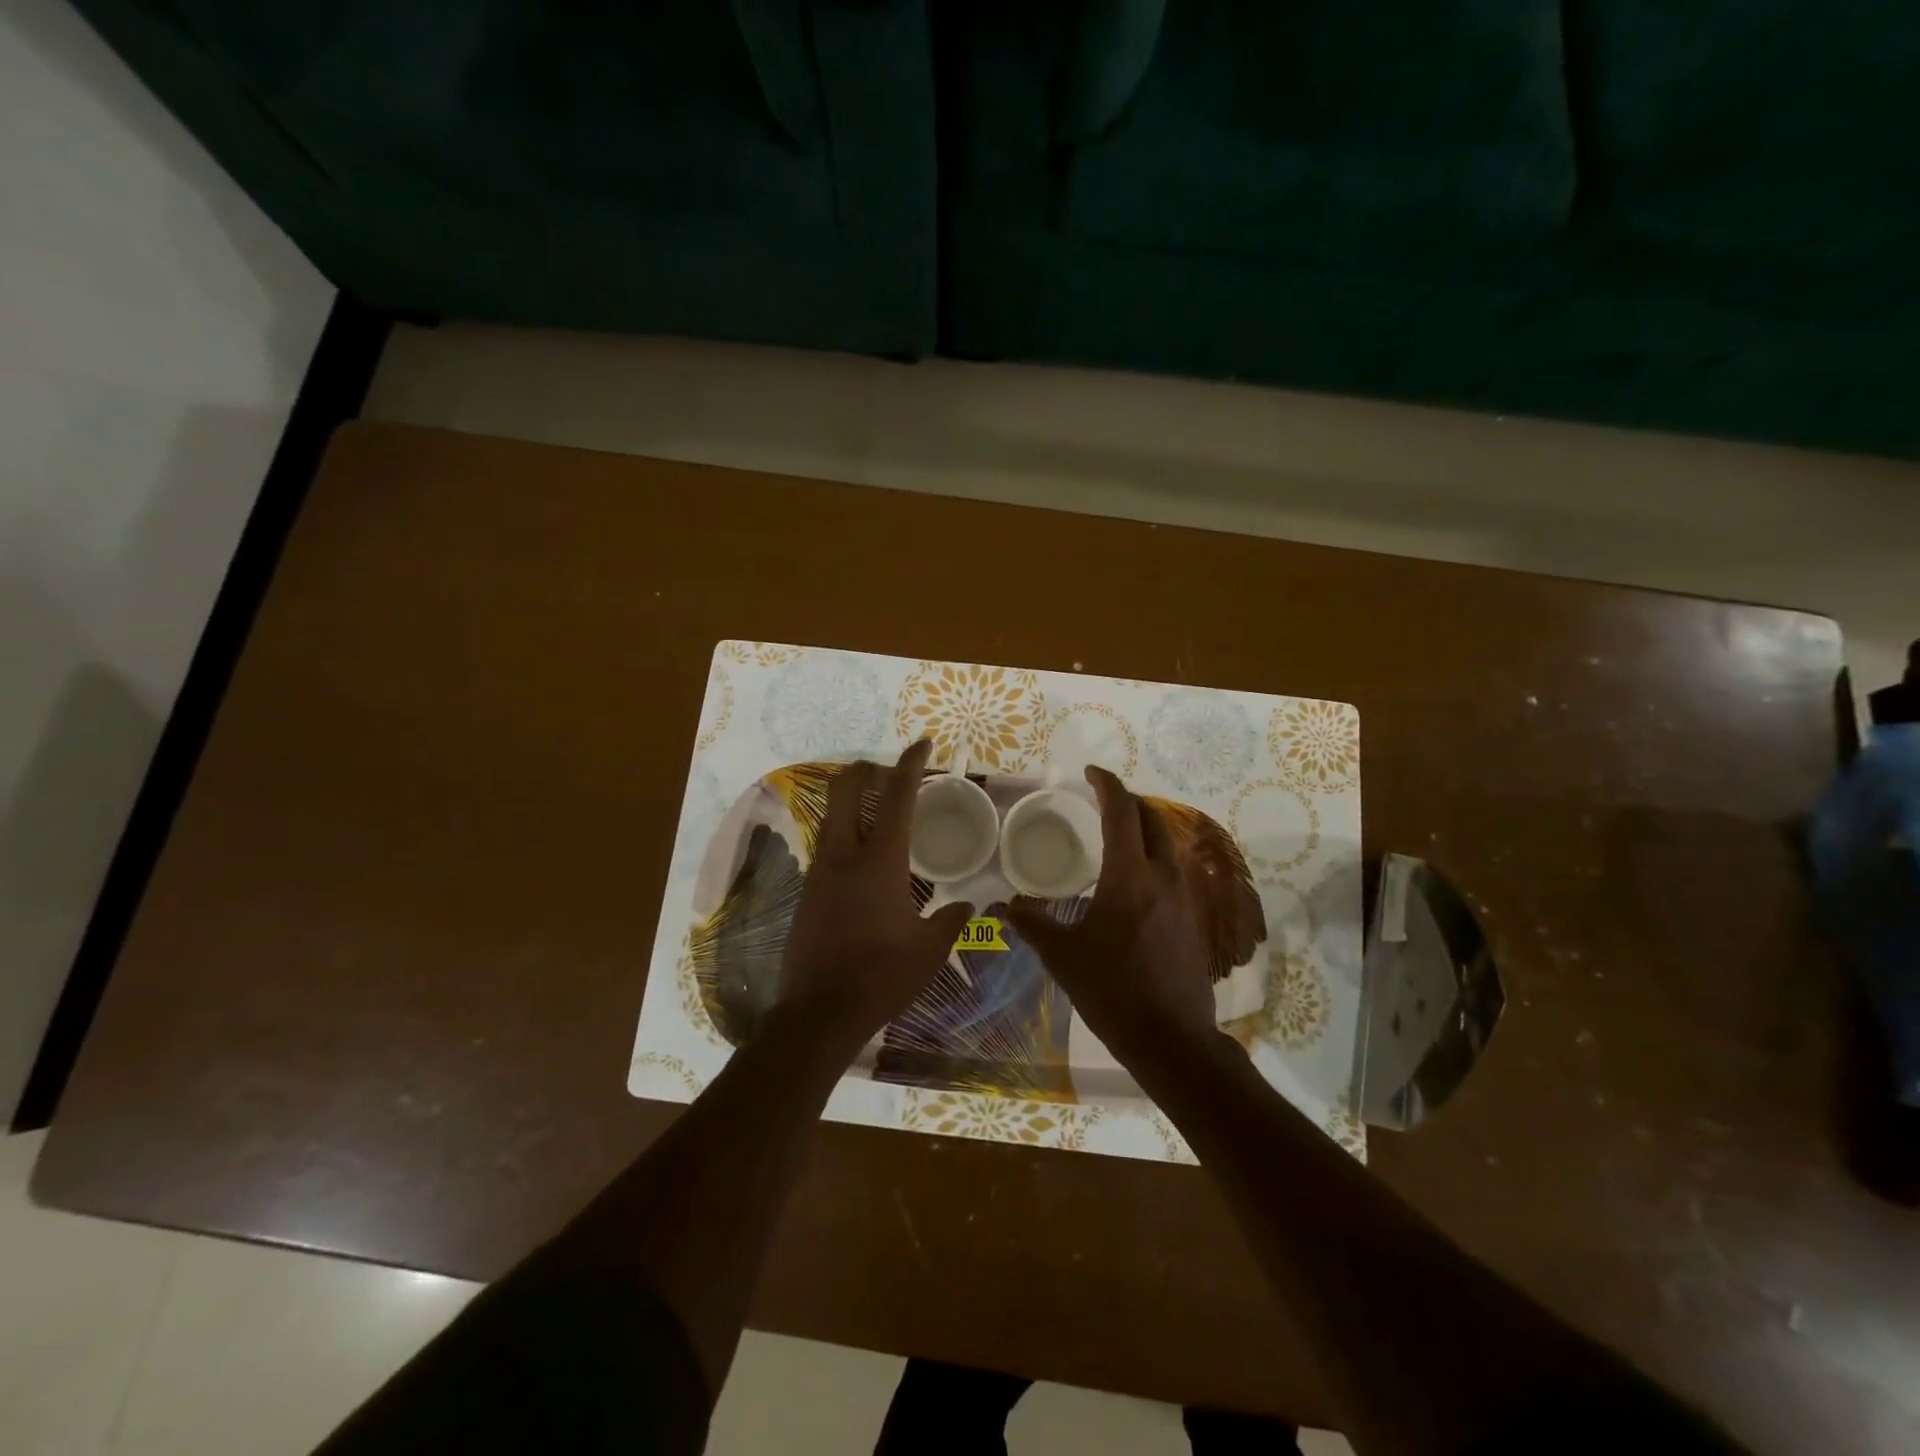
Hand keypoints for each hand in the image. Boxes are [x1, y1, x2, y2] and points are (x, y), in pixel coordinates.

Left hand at [775, 739, 974, 1061]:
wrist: (817, 1013)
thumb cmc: (880, 976)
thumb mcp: (929, 951)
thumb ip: (950, 920)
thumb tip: (968, 905)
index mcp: (880, 861)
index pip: (897, 797)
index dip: (910, 764)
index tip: (922, 744)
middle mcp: (844, 854)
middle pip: (846, 788)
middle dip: (868, 769)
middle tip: (893, 774)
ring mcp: (820, 870)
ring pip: (832, 814)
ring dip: (854, 800)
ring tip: (882, 811)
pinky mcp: (807, 890)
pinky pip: (827, 844)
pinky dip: (846, 832)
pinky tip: (865, 857)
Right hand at [1006, 766, 1217, 1064]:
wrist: (1171, 1038)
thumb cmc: (1112, 990)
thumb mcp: (1063, 956)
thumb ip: (1033, 924)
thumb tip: (1008, 906)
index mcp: (1130, 876)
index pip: (1122, 812)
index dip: (1107, 785)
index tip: (1091, 772)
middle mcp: (1163, 876)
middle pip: (1152, 820)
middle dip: (1128, 802)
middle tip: (1102, 801)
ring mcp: (1185, 898)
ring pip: (1168, 844)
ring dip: (1145, 828)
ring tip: (1118, 836)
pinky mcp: (1193, 919)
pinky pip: (1175, 870)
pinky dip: (1154, 857)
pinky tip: (1136, 880)